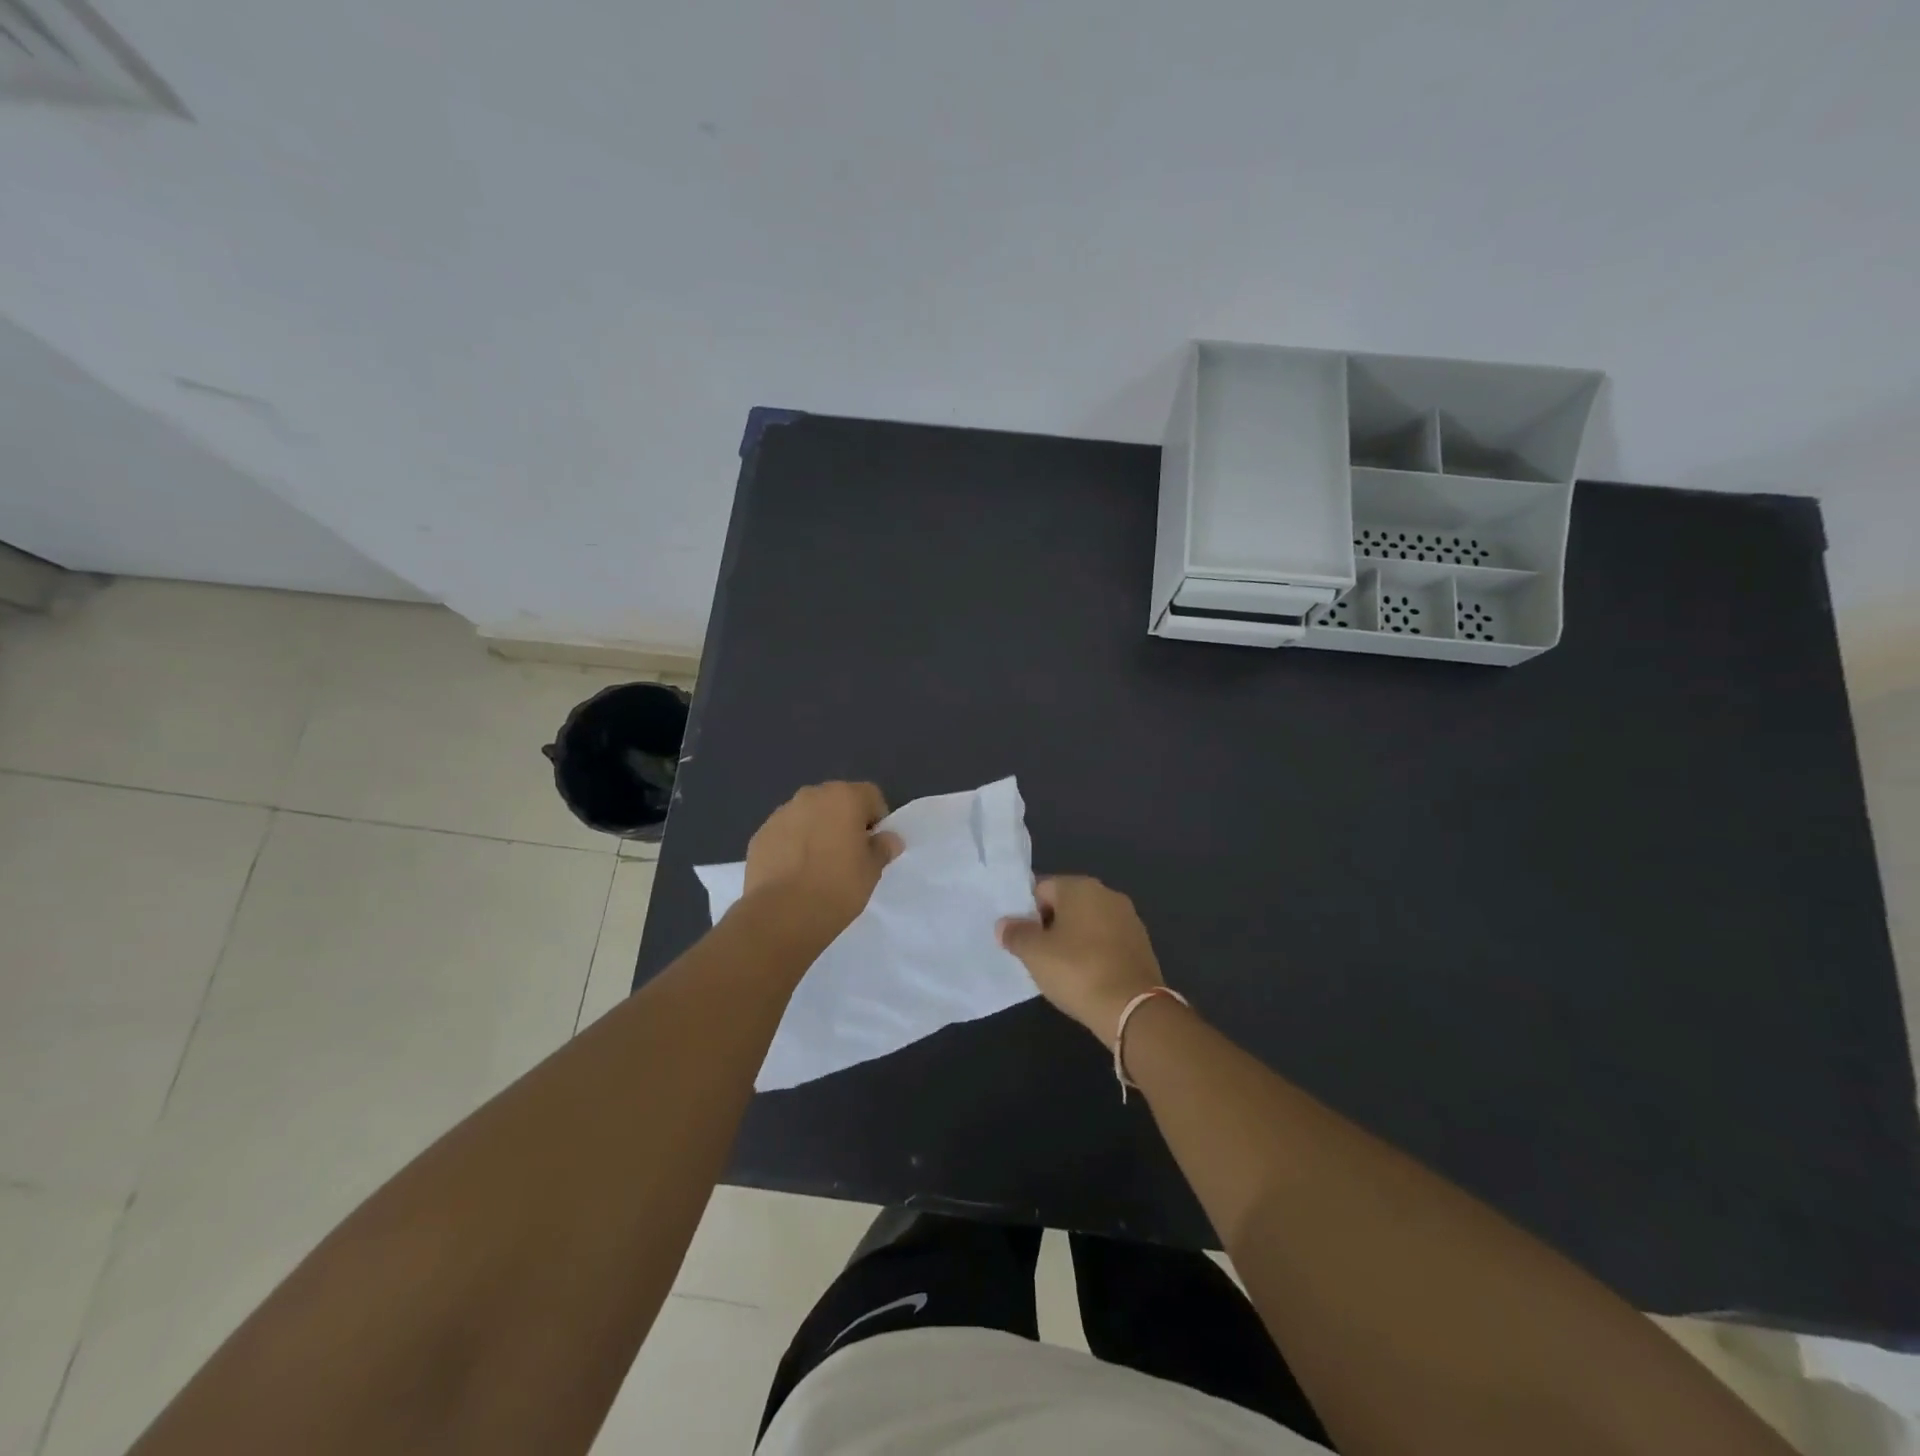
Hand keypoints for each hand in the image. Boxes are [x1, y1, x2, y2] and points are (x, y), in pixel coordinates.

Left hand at [742, 781, 902, 942]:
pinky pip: (785, 833)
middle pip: (836, 801)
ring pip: (808, 815)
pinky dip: (792, 845)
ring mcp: (781, 814)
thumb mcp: (872, 871)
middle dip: (844, 821)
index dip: (876, 819)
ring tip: (817, 866)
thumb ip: (882, 848)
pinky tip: (794, 873)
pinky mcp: (760, 835)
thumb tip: (888, 839)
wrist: (782, 914)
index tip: (873, 845)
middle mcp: (811, 796)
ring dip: (816, 831)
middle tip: (847, 855)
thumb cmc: (838, 887)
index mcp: (844, 797)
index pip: (870, 795)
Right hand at [996, 876, 1165, 1042]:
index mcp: (1080, 887)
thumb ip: (1015, 934)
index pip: (1041, 889)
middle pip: (1066, 904)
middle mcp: (1107, 894)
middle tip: (1036, 956)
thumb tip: (1004, 924)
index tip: (1021, 939)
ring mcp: (1128, 919)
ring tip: (1060, 970)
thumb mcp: (1034, 954)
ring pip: (1087, 923)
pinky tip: (1086, 977)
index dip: (1026, 913)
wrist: (1133, 1008)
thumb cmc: (1077, 971)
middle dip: (1049, 926)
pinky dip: (1093, 953)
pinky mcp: (1141, 944)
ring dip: (1072, 940)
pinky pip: (1106, 941)